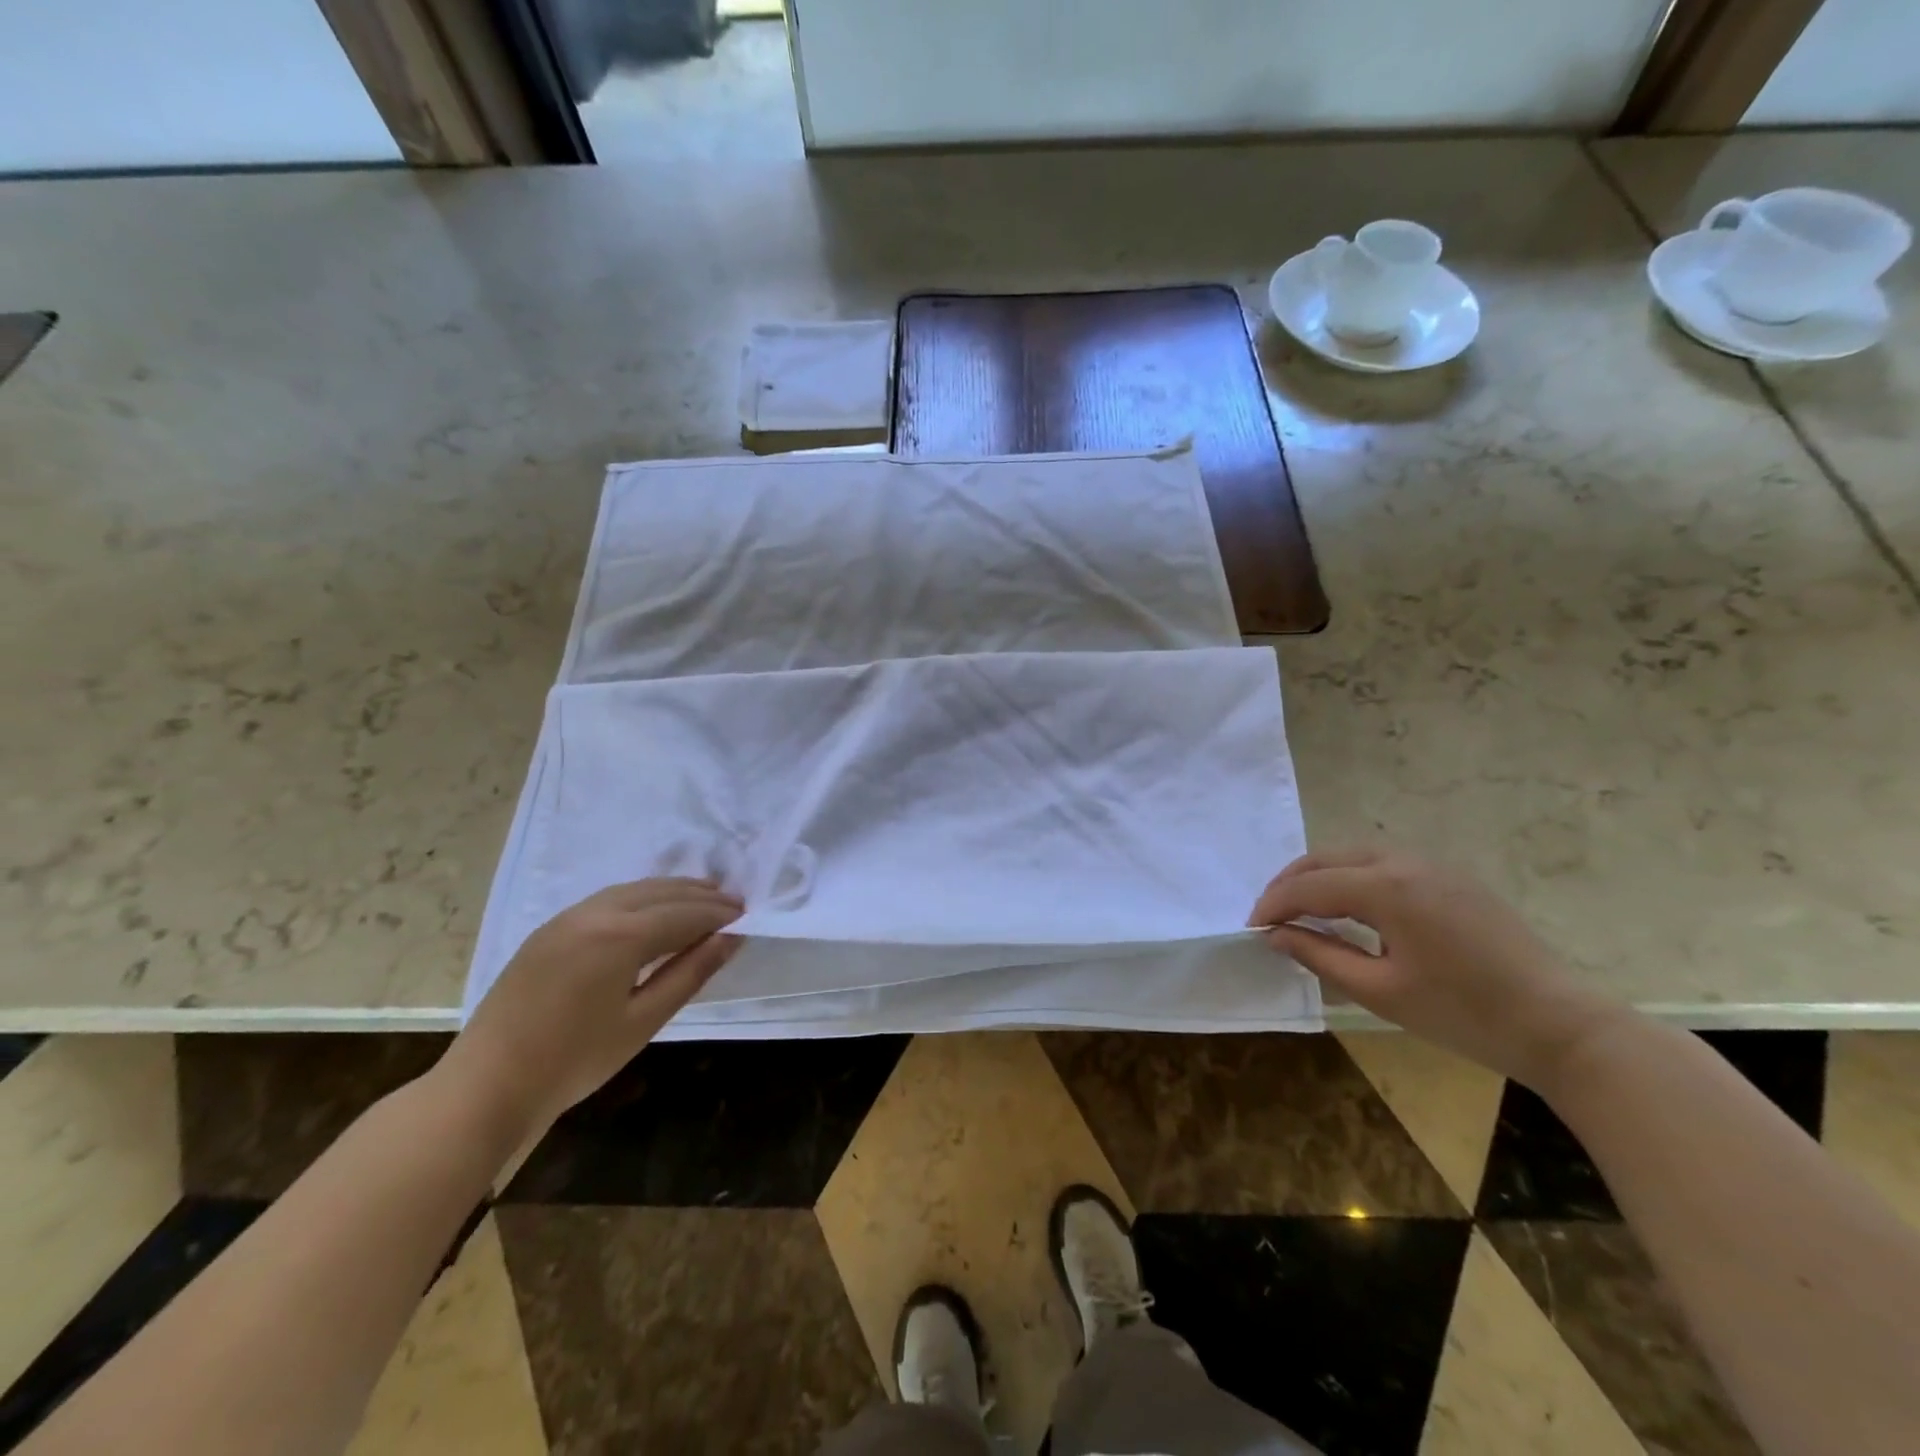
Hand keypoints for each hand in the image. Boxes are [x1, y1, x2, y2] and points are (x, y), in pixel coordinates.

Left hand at [442, 879, 743, 1141]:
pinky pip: (607, 900)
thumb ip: (690, 972)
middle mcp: (593, 913)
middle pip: (658, 892)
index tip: (748, 916)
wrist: (485, 1087)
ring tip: (700, 901)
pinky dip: (640, 898)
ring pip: (631, 890)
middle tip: (733, 903)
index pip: (683, 913)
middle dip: (698, 895)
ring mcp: (566, 919)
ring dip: (670, 892)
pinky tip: (651, 913)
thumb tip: (731, 938)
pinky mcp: (548, 931)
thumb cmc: (573, 1061)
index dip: (718, 914)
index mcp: (619, 935)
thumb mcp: (642, 1020)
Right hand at [1250, 848, 1621, 1088]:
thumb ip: (1319, 956)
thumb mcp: (1380, 991)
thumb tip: (1275, 935)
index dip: (1274, 904)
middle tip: (1269, 915)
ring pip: (1355, 855)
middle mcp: (1405, 862)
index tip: (1251, 928)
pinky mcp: (1452, 877)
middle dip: (1291, 883)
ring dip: (1320, 876)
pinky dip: (1352, 876)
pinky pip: (1384, 863)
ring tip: (1302, 909)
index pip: (1310, 886)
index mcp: (1386, 888)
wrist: (1560, 1026)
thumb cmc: (1464, 1014)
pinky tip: (1349, 905)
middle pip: (1327, 859)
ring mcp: (1433, 865)